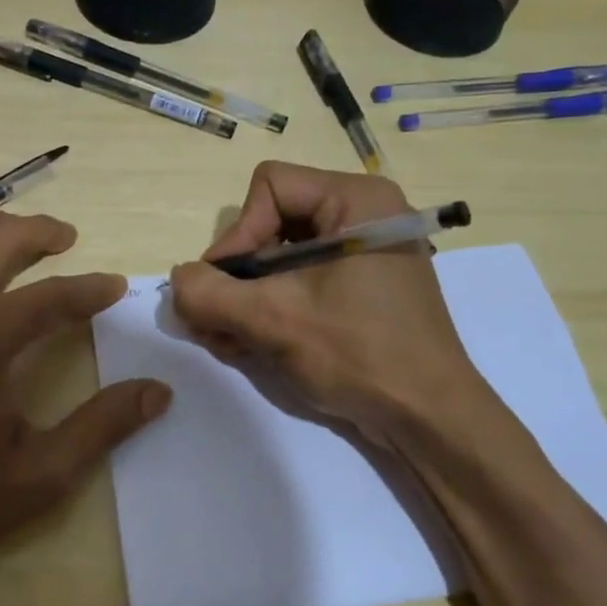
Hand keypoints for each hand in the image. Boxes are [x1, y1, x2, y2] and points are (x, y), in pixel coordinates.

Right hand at [169, 161, 486, 440]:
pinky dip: (271, 308)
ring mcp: (364, 254)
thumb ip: (211, 294)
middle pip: (272, 223)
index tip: (225, 286)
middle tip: (212, 320)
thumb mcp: (274, 320)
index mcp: (355, 200)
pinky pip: (301, 281)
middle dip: (236, 275)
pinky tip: (247, 344)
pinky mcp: (361, 288)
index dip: (238, 234)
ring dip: (246, 298)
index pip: (270, 187)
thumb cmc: (358, 353)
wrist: (429, 418)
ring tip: (224, 339)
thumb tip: (177, 279)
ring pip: (281, 257)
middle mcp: (362, 216)